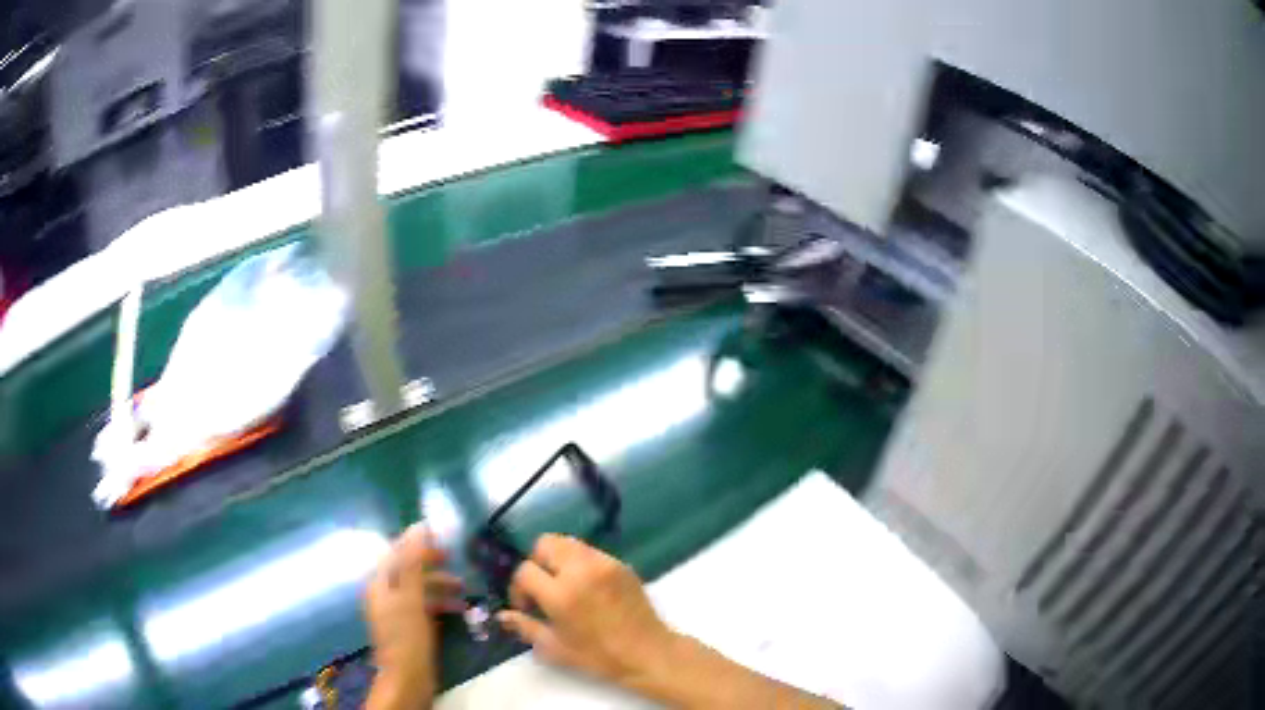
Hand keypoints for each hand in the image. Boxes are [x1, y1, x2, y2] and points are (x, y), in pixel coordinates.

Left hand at [363, 523, 463, 709]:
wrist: (408, 676)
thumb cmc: (408, 635)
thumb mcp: (412, 596)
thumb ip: (413, 562)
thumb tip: (418, 527)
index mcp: (379, 583)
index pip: (396, 553)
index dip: (416, 544)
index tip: (441, 539)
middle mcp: (385, 594)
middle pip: (407, 570)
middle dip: (431, 565)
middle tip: (454, 560)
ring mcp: (397, 611)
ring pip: (418, 589)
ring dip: (440, 586)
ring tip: (464, 589)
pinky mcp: (409, 627)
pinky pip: (424, 607)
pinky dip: (440, 603)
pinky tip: (458, 608)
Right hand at [496, 534, 674, 688]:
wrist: (648, 653)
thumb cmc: (599, 656)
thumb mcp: (556, 648)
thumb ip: (525, 627)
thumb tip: (502, 616)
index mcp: (561, 594)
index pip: (525, 571)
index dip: (518, 588)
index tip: (527, 606)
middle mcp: (581, 570)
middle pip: (544, 543)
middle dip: (536, 563)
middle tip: (542, 588)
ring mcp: (604, 563)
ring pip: (568, 543)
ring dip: (558, 560)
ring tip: (563, 586)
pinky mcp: (621, 564)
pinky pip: (590, 552)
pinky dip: (580, 563)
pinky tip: (586, 588)